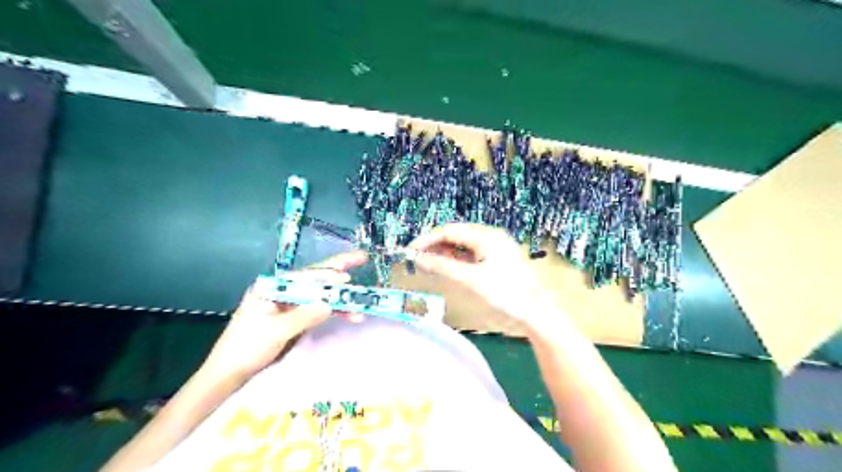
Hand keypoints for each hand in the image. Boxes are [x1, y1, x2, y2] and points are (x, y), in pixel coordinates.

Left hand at [200, 253, 368, 381]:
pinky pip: (318, 308)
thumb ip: (304, 316)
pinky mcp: (294, 315)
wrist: (228, 372)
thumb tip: (330, 304)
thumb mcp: (276, 331)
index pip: (305, 275)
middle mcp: (282, 289)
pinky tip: (349, 314)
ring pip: (320, 293)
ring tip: (362, 299)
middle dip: (339, 268)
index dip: (328, 275)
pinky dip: (333, 311)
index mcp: (272, 286)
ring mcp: (289, 302)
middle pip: (315, 276)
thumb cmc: (246, 348)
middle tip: (361, 257)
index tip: (347, 277)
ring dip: (340, 297)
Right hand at [409, 222, 546, 318]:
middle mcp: (489, 235)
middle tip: (416, 260)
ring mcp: (493, 246)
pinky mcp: (495, 257)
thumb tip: (418, 259)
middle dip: (434, 245)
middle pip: (455, 235)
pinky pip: (470, 252)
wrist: (533, 310)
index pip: (448, 231)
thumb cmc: (503, 293)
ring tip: (427, 264)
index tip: (410, 251)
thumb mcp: (470, 279)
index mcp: (485, 235)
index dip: (427, 240)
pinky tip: (445, 266)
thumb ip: (442, 266)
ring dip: (443, 252)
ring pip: (461, 244)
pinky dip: (455, 258)